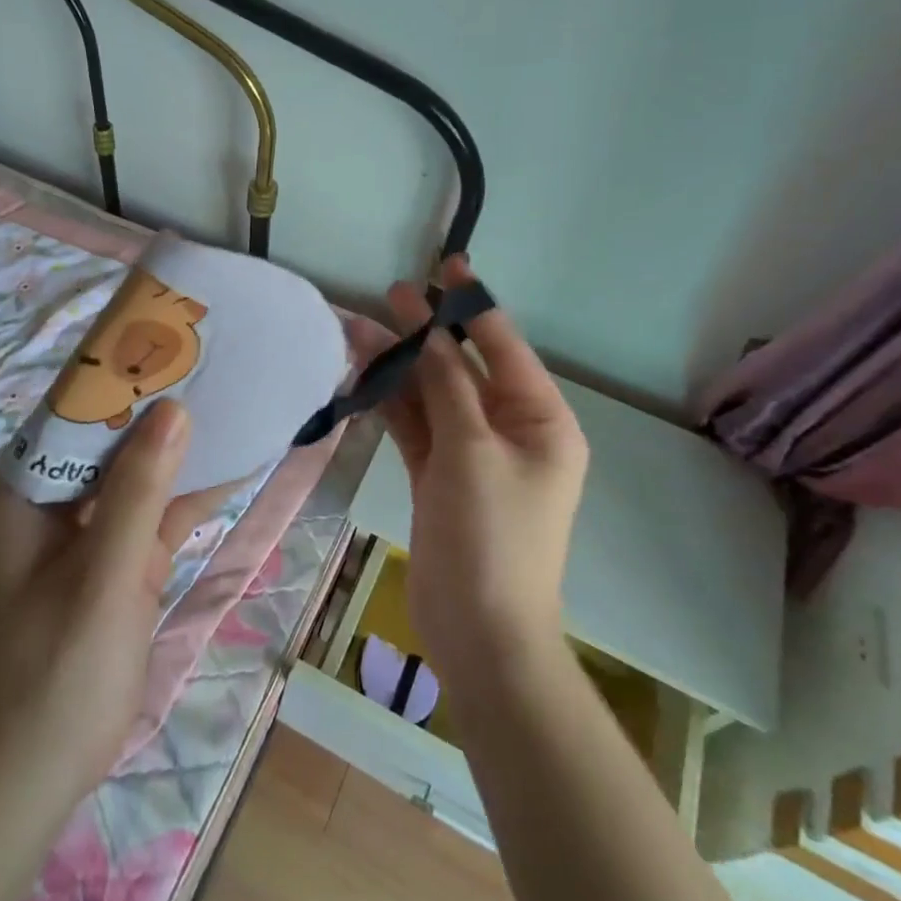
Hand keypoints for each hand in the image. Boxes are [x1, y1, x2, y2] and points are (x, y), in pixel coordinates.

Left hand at [0, 400, 193, 826]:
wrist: (36, 777)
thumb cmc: (57, 674)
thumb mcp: (105, 577)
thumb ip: (139, 492)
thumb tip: (174, 408)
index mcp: (25, 491)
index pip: (72, 411)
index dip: (120, 372)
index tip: (172, 337)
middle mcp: (50, 500)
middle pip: (108, 436)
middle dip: (158, 404)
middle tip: (214, 359)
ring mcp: (84, 531)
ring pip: (136, 472)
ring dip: (179, 446)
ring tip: (232, 395)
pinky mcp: (113, 559)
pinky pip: (153, 512)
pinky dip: (187, 493)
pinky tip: (234, 463)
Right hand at [379, 258, 587, 696]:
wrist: (480, 635)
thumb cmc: (492, 537)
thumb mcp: (472, 451)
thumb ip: (447, 387)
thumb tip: (427, 331)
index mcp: (541, 420)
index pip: (503, 347)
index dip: (473, 304)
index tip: (447, 264)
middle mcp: (510, 430)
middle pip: (462, 368)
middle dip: (426, 334)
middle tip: (389, 294)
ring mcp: (472, 455)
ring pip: (433, 396)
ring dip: (400, 367)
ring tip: (359, 329)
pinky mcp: (440, 477)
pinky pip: (417, 427)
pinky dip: (392, 404)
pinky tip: (362, 377)